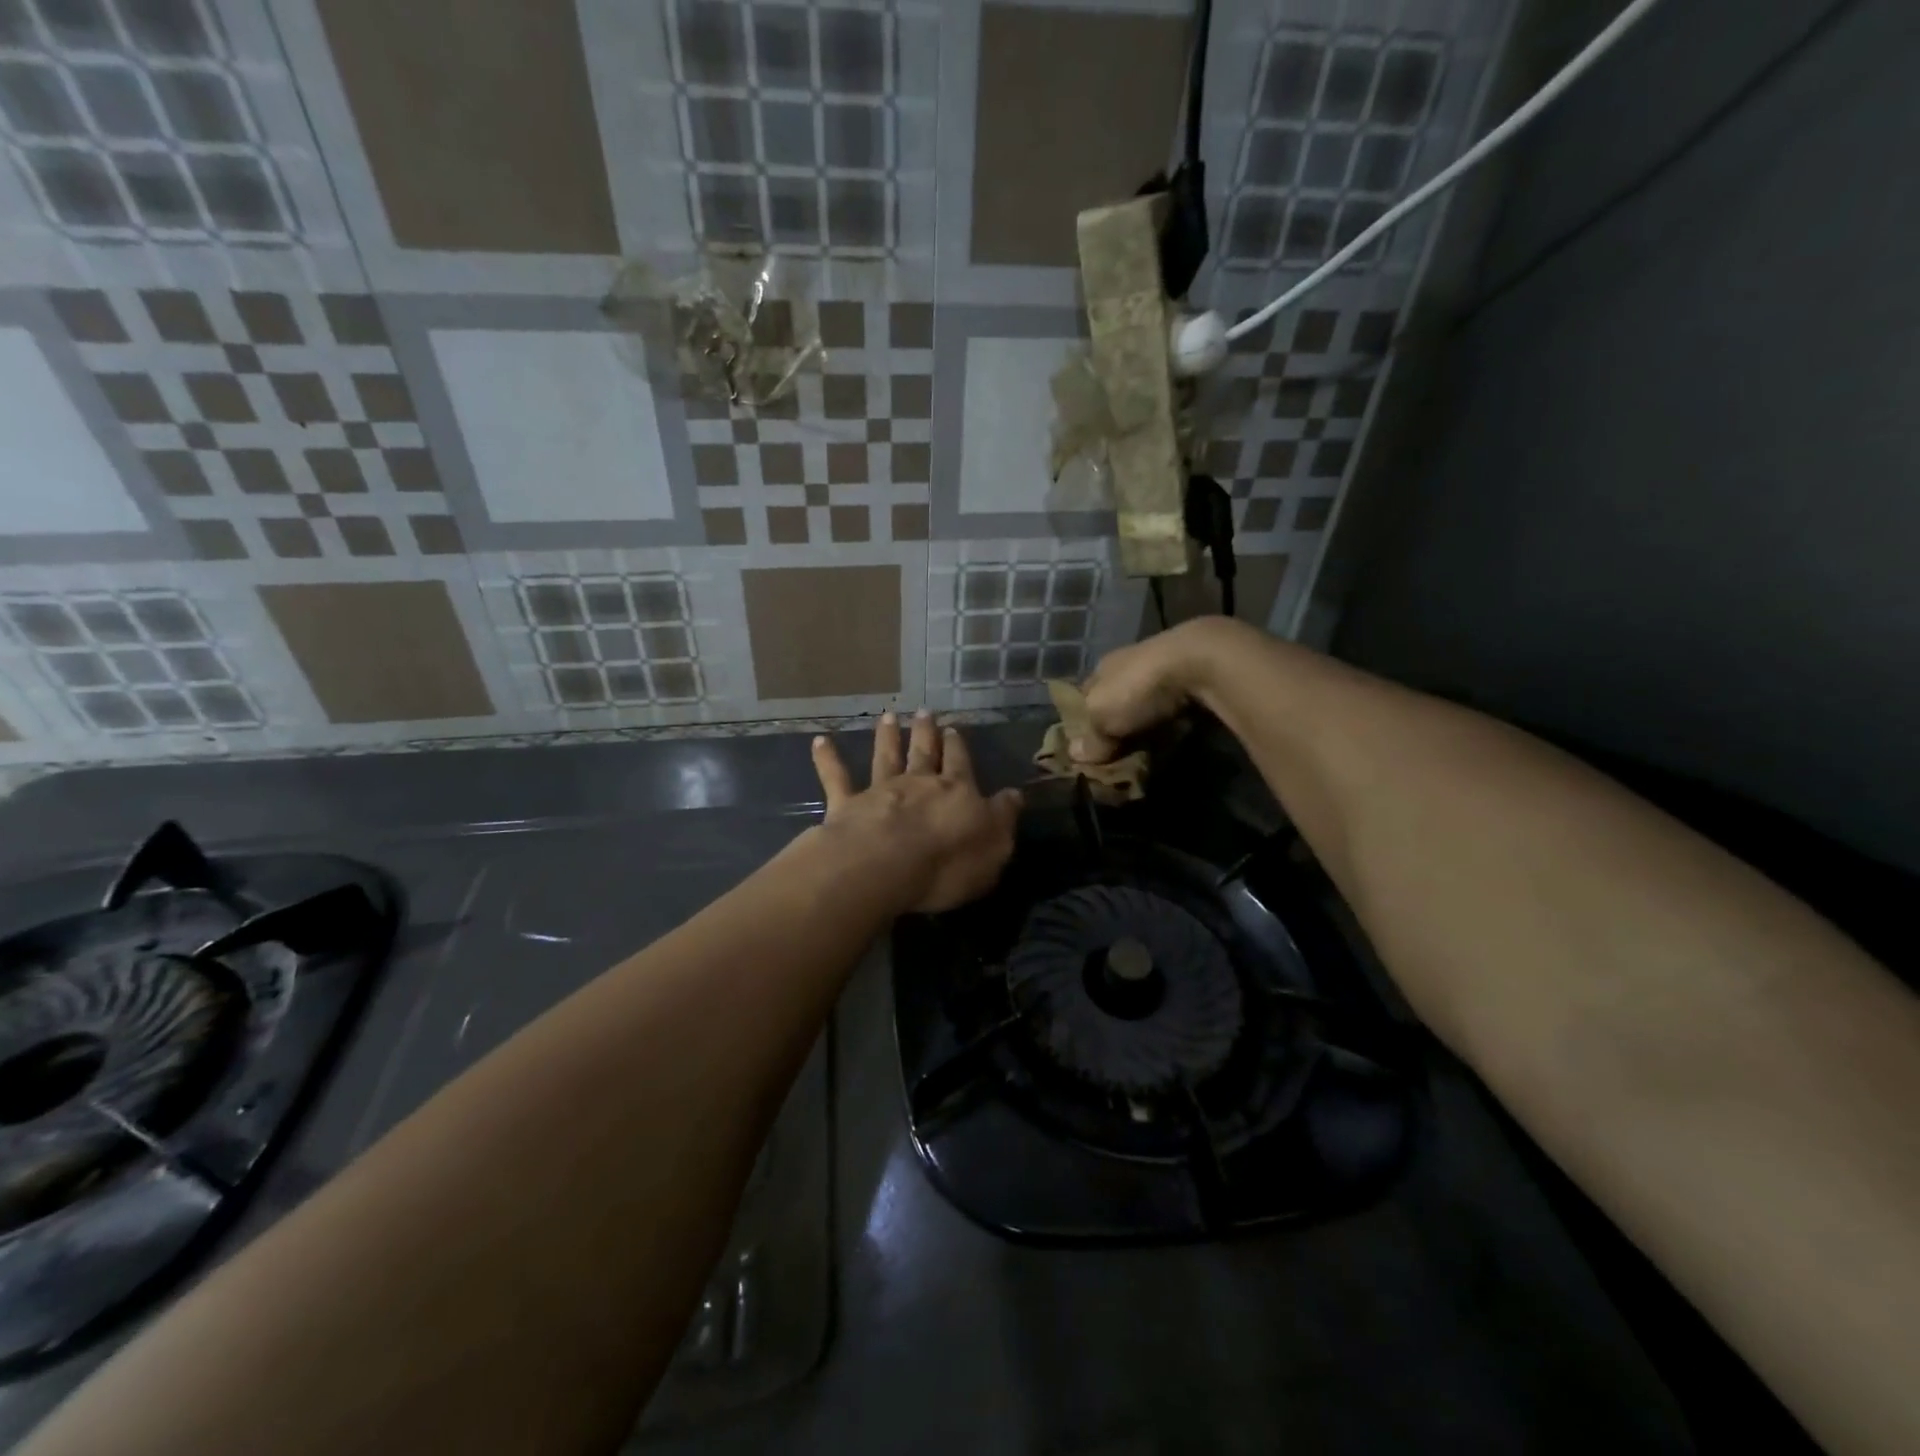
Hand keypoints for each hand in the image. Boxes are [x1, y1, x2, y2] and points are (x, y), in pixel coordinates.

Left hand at [810, 711, 1021, 913]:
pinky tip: (820, 741)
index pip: (961, 765)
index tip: (955, 729)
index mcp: (956, 792)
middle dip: (926, 733)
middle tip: (925, 712)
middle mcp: (918, 783)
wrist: (884, 866)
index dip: (958, 748)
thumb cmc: (947, 863)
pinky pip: (836, 778)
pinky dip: (828, 759)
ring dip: (887, 738)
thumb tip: (1014, 795)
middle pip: (924, 753)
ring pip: (886, 757)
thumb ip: (1002, 819)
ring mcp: (880, 791)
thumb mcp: (994, 847)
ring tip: (888, 717)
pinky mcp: (846, 805)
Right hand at [1072, 618, 1242, 763]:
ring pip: (1147, 702)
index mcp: (1102, 668)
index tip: (1088, 747)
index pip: (1085, 695)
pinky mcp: (1195, 677)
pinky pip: (1176, 706)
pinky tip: (1175, 735)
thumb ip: (1092, 738)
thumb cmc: (1138, 688)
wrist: (1201, 662)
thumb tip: (1076, 754)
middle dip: (1118, 724)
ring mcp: (1164, 668)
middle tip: (1118, 755)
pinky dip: (1173, 721)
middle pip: (1117, 699)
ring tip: (1147, 750)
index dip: (1084, 721)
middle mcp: (1129, 663)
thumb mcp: (1103, 717)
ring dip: (1147, 723)